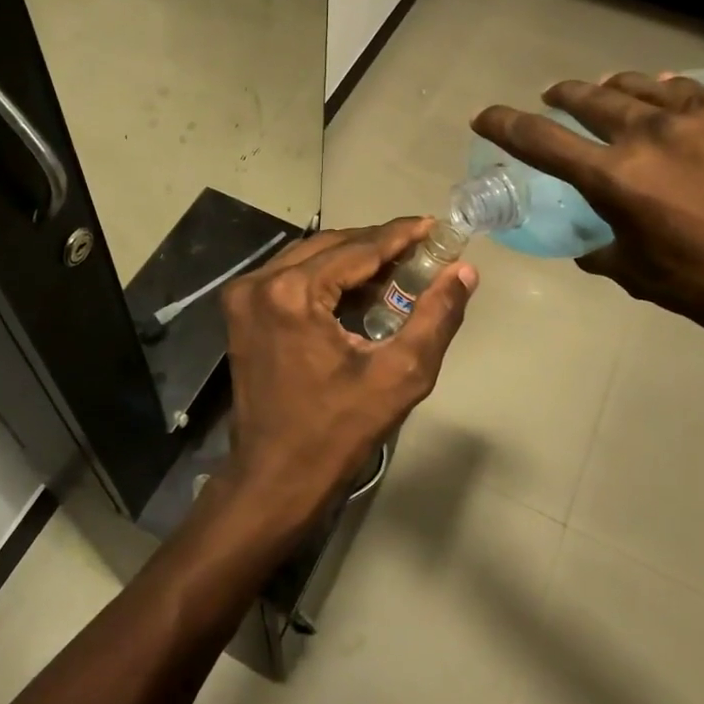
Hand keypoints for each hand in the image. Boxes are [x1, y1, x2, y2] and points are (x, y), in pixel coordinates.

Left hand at [214, 218, 475, 543]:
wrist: (275, 478)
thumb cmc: (338, 432)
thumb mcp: (399, 375)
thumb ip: (435, 317)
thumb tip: (463, 271)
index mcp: (292, 293)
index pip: (357, 248)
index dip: (399, 235)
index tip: (433, 225)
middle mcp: (260, 282)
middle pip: (330, 245)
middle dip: (377, 245)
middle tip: (421, 249)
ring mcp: (244, 296)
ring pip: (309, 257)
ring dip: (352, 258)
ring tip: (397, 268)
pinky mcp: (240, 312)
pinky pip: (291, 276)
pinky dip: (326, 276)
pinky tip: (359, 289)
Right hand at [472, 73, 703, 346]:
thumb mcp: (643, 277)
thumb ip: (604, 251)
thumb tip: (591, 245)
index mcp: (617, 179)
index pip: (542, 141)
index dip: (505, 125)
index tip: (485, 116)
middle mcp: (652, 133)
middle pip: (589, 99)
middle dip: (562, 97)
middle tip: (555, 99)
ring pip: (641, 86)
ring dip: (616, 91)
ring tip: (611, 94)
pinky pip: (696, 92)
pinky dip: (675, 99)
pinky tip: (680, 110)